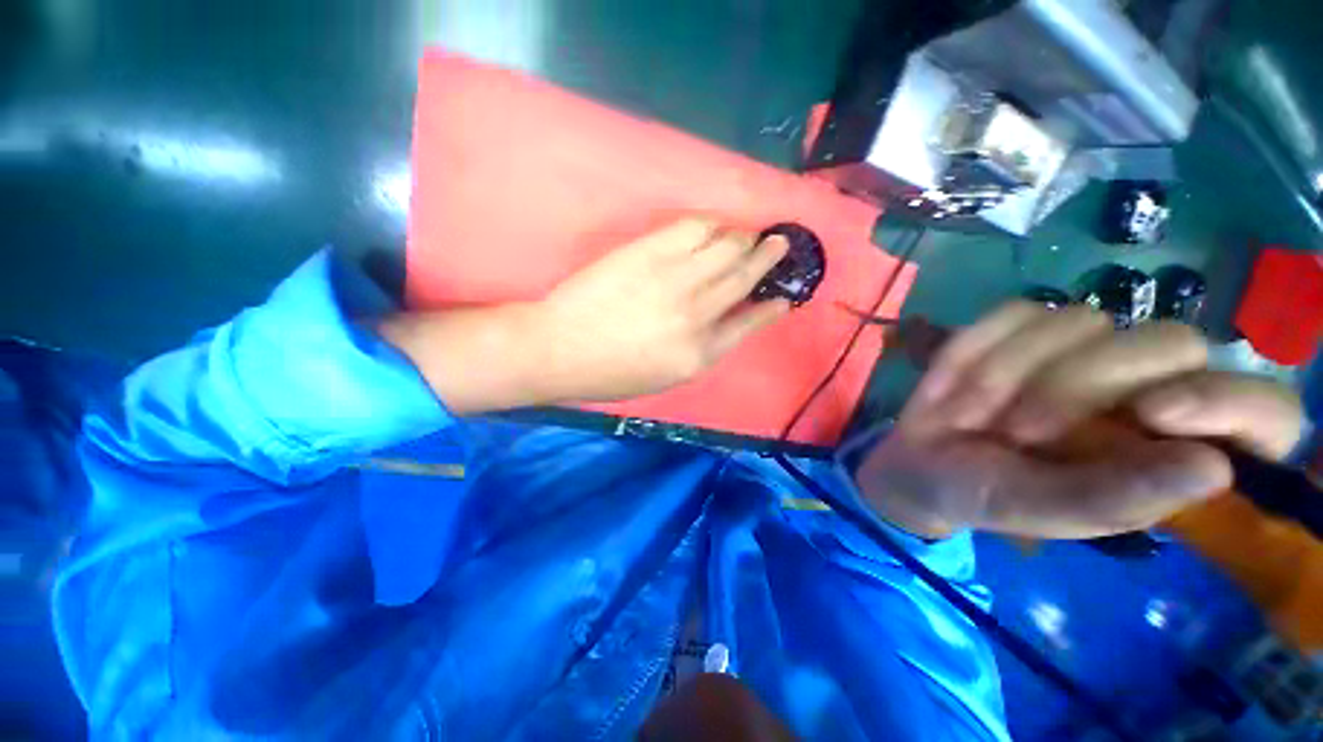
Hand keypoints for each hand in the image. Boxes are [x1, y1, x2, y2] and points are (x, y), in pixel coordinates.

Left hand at [381, 218, 790, 414]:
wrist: (559, 349)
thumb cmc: (611, 373)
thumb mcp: (666, 378)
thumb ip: (703, 351)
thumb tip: (727, 323)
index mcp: (701, 353)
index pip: (750, 323)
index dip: (771, 307)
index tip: (784, 295)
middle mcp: (697, 314)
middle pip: (743, 277)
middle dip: (767, 258)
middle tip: (780, 243)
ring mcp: (674, 279)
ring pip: (726, 247)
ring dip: (745, 237)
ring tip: (753, 232)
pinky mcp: (649, 252)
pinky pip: (693, 227)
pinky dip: (712, 223)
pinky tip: (718, 224)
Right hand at [856, 302, 1304, 539]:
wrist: (921, 461)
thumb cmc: (988, 496)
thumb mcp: (1046, 510)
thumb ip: (1119, 498)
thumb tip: (1214, 467)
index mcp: (1172, 447)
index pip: (1266, 412)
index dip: (1228, 402)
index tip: (1156, 413)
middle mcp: (1147, 386)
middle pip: (1170, 343)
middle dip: (1079, 387)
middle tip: (1021, 432)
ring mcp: (1083, 346)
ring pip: (1080, 321)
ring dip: (1013, 374)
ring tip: (978, 414)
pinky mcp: (1023, 324)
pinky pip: (1012, 313)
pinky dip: (975, 347)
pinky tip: (958, 381)